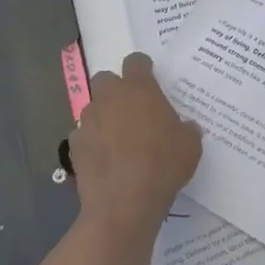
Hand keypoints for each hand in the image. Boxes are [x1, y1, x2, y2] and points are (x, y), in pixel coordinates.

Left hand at [69, 53, 202, 234]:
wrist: (124, 203)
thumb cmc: (163, 165)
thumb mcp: (190, 145)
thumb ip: (186, 129)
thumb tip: (185, 127)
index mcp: (139, 88)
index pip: (136, 61)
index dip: (143, 68)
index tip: (151, 80)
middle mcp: (109, 97)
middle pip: (106, 78)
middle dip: (116, 89)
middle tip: (133, 109)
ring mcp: (88, 121)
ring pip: (93, 108)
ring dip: (104, 117)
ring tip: (119, 140)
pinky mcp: (74, 146)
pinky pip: (84, 136)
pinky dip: (93, 143)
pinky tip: (105, 161)